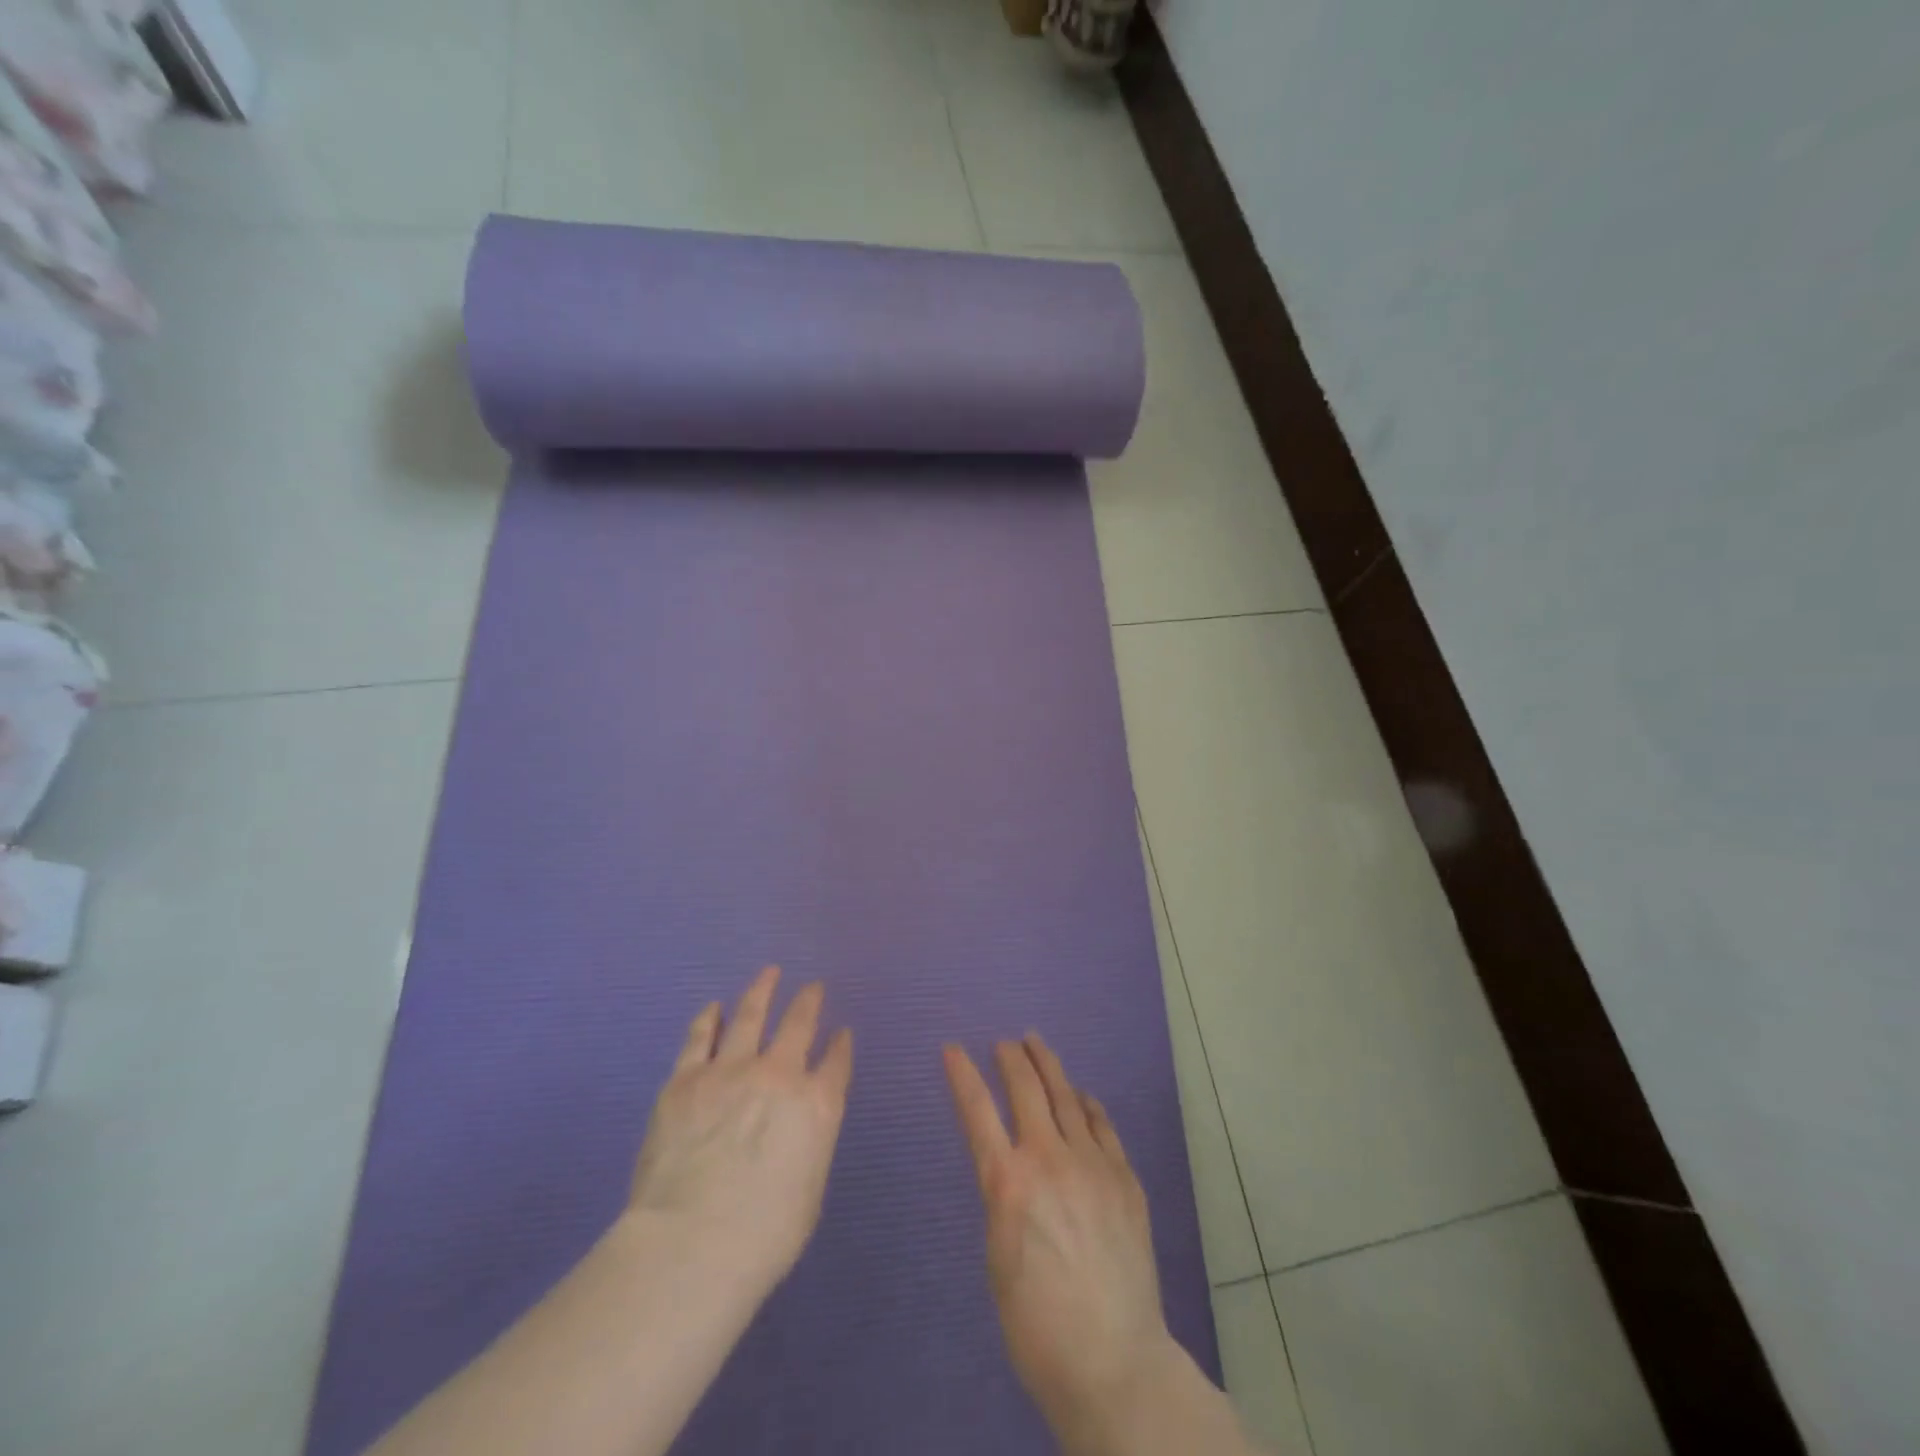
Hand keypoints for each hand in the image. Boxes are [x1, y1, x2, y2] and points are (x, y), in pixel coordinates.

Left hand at [629, 966, 853, 1294]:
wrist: (691, 1245)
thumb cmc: (762, 1236)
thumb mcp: (808, 1190)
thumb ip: (809, 1145)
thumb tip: (800, 1127)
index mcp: (817, 1104)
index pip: (836, 1062)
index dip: (841, 1045)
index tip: (842, 1033)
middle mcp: (779, 1074)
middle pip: (799, 1024)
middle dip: (809, 1001)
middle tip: (813, 987)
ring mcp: (730, 1070)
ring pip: (752, 1015)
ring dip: (762, 991)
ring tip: (769, 973)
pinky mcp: (686, 1079)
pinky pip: (701, 1037)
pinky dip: (710, 1018)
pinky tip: (714, 1007)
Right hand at [943, 1035, 1180, 1443]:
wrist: (1114, 1362)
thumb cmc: (1038, 1325)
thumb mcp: (999, 1258)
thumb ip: (1004, 1200)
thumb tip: (1010, 1169)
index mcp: (1008, 1182)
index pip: (977, 1111)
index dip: (962, 1075)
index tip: (952, 1049)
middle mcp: (1049, 1159)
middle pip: (1026, 1089)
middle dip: (1010, 1058)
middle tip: (1003, 1043)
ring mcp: (1092, 1164)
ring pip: (1066, 1096)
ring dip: (1048, 1066)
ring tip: (1037, 1044)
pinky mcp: (1125, 1178)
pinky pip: (1102, 1125)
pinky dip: (1087, 1104)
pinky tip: (1082, 1095)